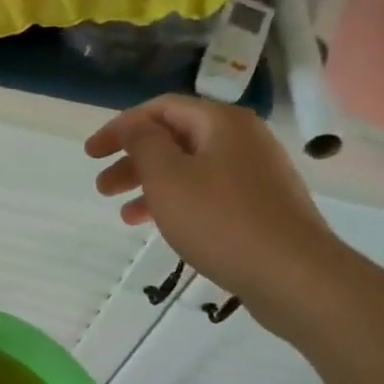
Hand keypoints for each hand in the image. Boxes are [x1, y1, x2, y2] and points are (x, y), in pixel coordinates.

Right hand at [85, 96, 352, 336]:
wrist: (293, 274)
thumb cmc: (221, 220)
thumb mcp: (167, 177)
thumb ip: (143, 143)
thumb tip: (134, 125)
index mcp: (221, 122)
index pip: (160, 109)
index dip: (120, 127)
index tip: (90, 154)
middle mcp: (242, 139)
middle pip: (175, 138)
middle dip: (132, 160)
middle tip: (101, 187)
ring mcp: (255, 173)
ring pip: (189, 169)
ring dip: (150, 186)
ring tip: (124, 215)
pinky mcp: (260, 205)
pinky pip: (207, 193)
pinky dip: (177, 203)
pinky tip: (161, 227)